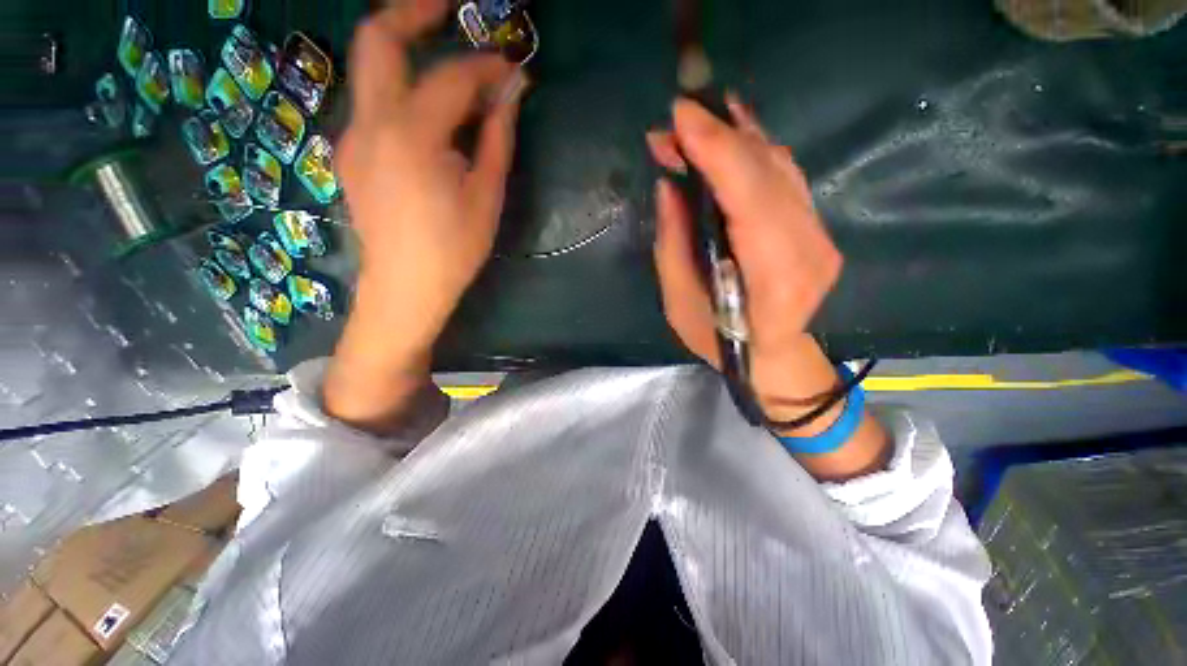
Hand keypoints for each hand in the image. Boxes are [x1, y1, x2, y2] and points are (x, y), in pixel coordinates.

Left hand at [325, 0, 525, 432]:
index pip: (450, 77)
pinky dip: (401, 90)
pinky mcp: (351, 152)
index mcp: (411, 136)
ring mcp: (352, 136)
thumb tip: (512, 92)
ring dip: (407, 52)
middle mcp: (370, 122)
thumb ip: (496, 138)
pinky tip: (428, 113)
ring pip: (371, 69)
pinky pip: (373, 102)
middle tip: (449, 5)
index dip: (485, 65)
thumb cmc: (454, 249)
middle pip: (377, 38)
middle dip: (414, 10)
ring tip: (445, 60)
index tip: (512, 66)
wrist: (405, 288)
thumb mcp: (486, 196)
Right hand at [647, 95, 842, 419]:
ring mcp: (820, 235)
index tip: (680, 115)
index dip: (716, 149)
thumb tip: (669, 185)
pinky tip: (732, 135)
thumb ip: (674, 242)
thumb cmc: (717, 338)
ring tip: (698, 122)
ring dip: (737, 136)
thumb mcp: (680, 301)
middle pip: (768, 172)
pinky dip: (755, 151)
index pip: (749, 196)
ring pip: (781, 167)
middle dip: (719, 135)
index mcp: (772, 278)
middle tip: (676, 119)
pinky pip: (786, 177)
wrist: (771, 356)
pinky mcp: (817, 228)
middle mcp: (808, 248)